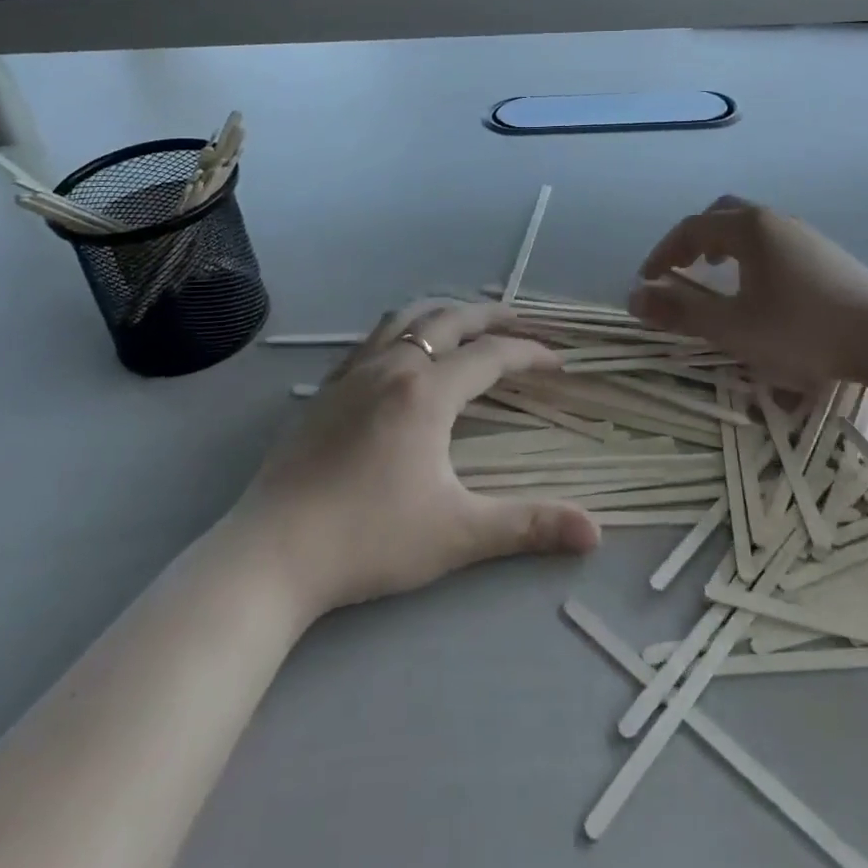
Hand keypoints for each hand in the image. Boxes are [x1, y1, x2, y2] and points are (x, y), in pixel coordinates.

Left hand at [234, 301, 599, 621]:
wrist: (272, 554)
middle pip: (450, 320)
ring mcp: (353, 374)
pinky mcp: (326, 390)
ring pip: (406, 319)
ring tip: (465, 324)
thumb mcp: (457, 534)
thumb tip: (596, 533)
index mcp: (428, 392)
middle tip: (520, 322)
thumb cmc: (369, 539)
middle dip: (491, 316)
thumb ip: (528, 527)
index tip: (558, 362)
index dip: (530, 354)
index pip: (492, 357)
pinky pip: (373, 339)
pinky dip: (403, 329)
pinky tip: (402, 353)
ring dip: (444, 314)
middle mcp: (393, 368)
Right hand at [629, 197, 867, 398]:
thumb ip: (681, 311)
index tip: (647, 280)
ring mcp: (804, 233)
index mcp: (748, 228)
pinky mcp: (826, 253)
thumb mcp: (733, 327)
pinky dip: (750, 253)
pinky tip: (761, 287)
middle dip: (694, 239)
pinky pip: (773, 240)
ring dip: (723, 244)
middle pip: (721, 213)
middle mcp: (774, 220)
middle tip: (681, 269)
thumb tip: (634, 297)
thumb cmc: (802, 330)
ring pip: (750, 225)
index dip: (663, 253)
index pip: (691, 229)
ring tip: (717, 275)